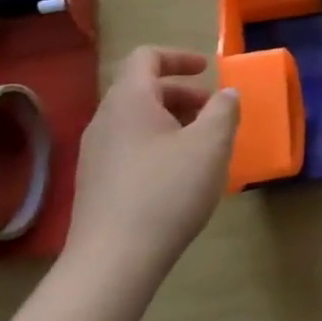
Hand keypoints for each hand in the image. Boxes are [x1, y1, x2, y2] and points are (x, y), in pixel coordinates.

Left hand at [63, 47, 239, 288]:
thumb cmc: (166, 192)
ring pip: (136, 121)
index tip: (207, 71)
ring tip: (202, 145)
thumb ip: (224, 110)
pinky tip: (179, 176)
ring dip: (171, 121)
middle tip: (213, 112)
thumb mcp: (211, 144)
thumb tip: (226, 94)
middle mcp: (105, 121)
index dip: (179, 57)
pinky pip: (129, 147)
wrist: (112, 263)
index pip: (146, 57)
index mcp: (129, 101)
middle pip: (142, 89)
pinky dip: (157, 145)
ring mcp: (95, 155)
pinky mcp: (95, 185)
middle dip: (182, 94)